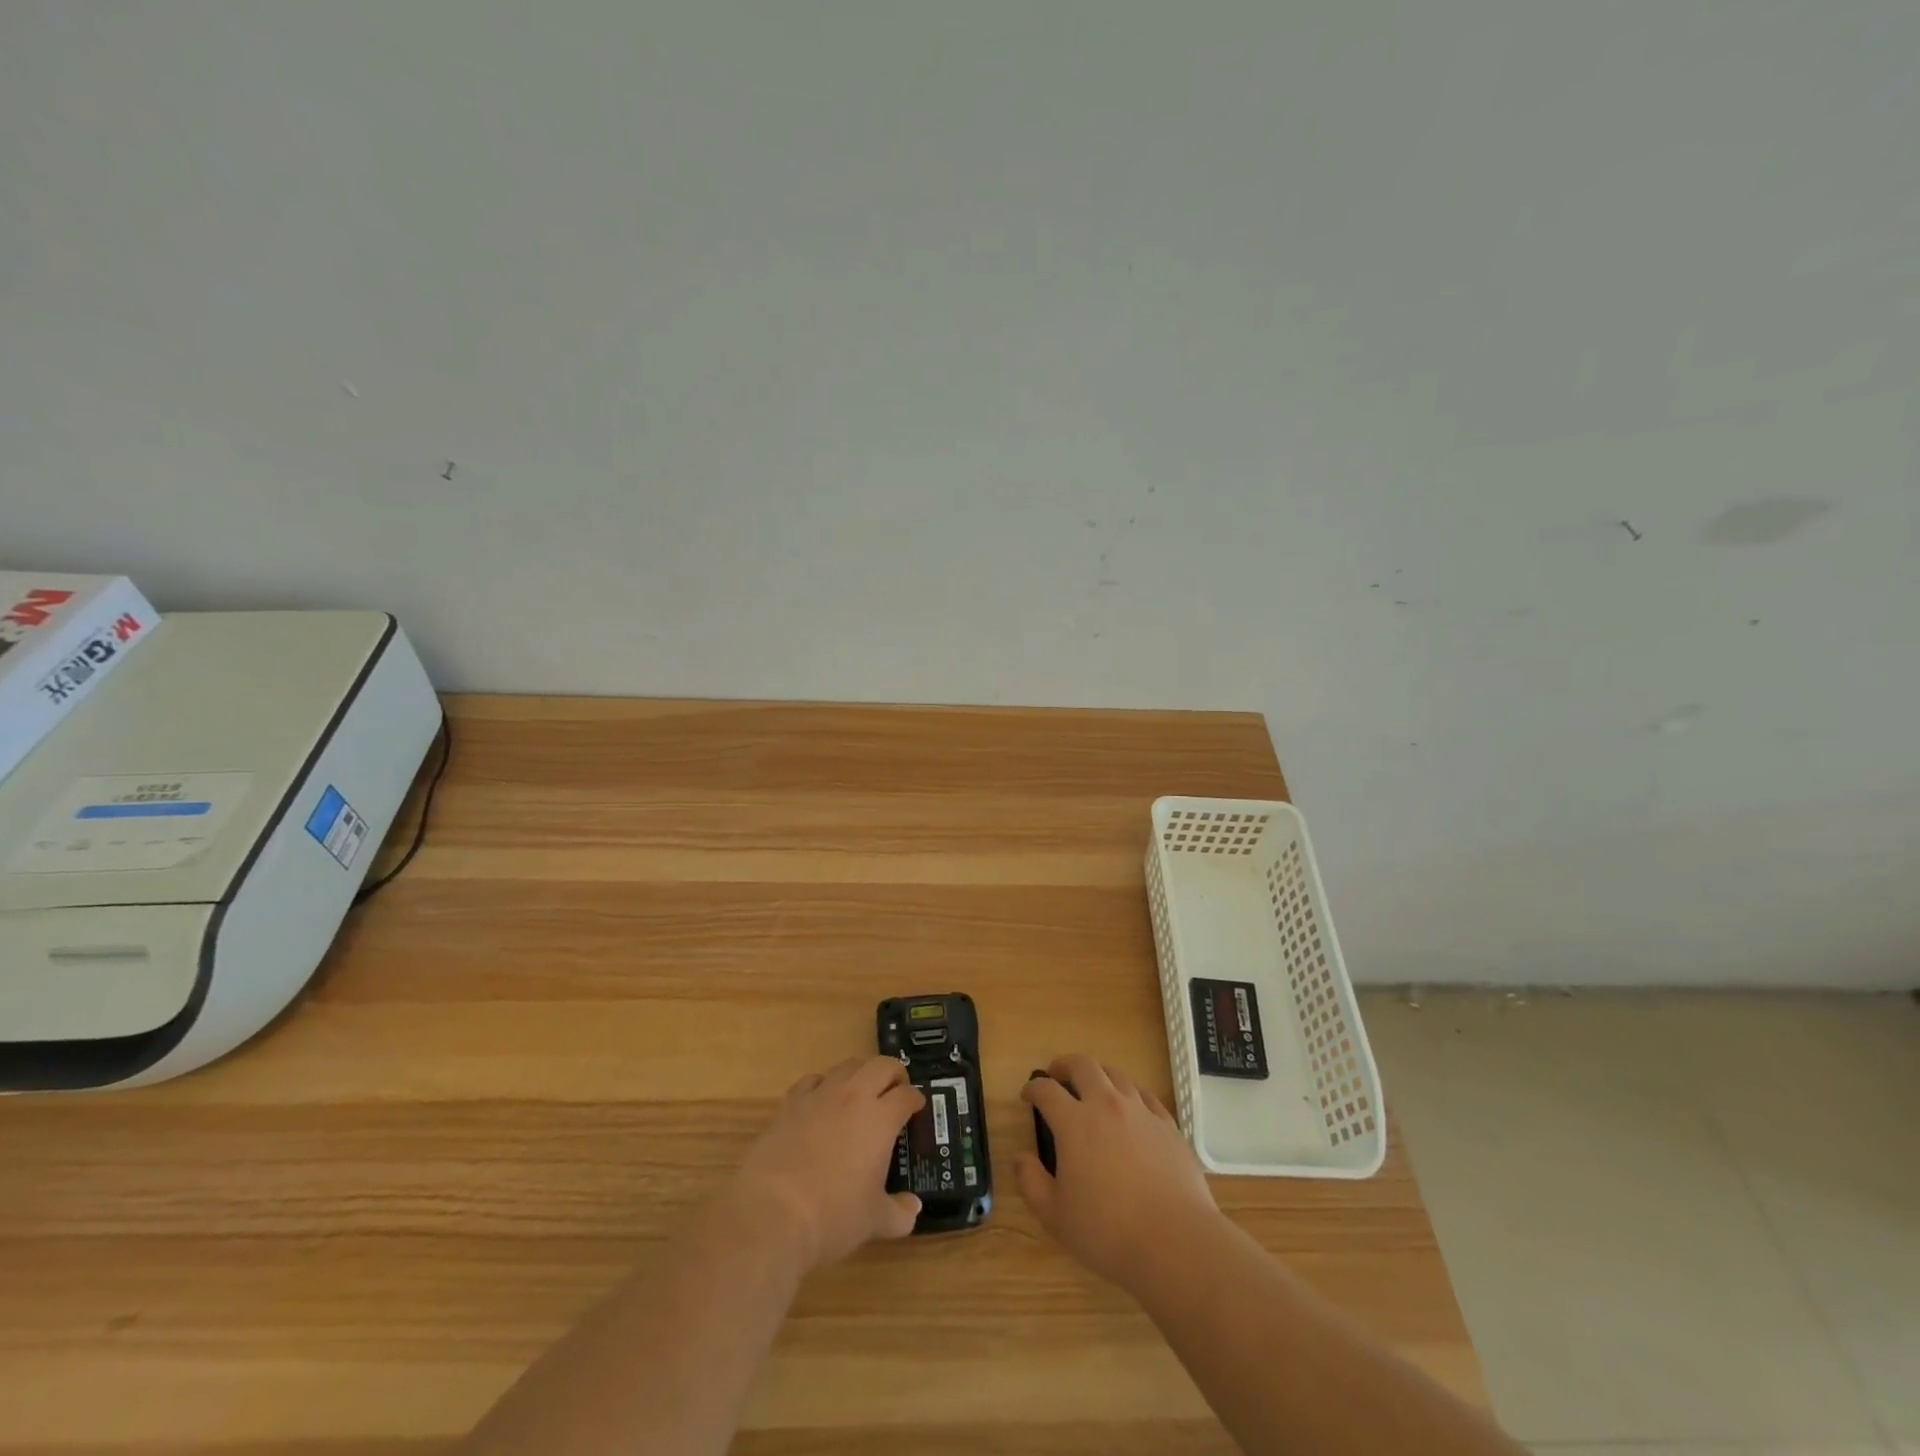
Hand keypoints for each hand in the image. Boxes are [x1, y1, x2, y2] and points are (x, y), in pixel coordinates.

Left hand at [728, 1057, 924, 1273]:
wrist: (772, 1213)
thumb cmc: (833, 1217)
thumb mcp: (874, 1222)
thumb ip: (900, 1213)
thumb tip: (914, 1209)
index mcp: (881, 1119)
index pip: (906, 1095)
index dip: (916, 1099)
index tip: (917, 1107)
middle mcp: (854, 1096)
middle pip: (881, 1065)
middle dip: (893, 1073)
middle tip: (895, 1091)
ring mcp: (820, 1095)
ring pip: (847, 1066)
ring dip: (860, 1074)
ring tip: (860, 1093)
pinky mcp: (790, 1103)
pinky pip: (812, 1080)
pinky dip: (823, 1085)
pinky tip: (821, 1102)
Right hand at [1015, 1053, 1220, 1290]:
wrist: (1175, 1241)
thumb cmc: (1108, 1231)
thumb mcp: (1055, 1216)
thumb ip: (1031, 1183)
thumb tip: (1020, 1157)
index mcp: (1074, 1123)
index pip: (1047, 1091)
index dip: (1033, 1088)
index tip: (1027, 1095)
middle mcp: (1106, 1105)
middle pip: (1083, 1065)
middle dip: (1065, 1064)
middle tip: (1057, 1074)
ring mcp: (1141, 1112)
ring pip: (1116, 1075)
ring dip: (1099, 1075)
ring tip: (1093, 1088)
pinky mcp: (1168, 1125)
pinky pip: (1146, 1096)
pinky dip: (1131, 1095)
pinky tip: (1131, 1109)